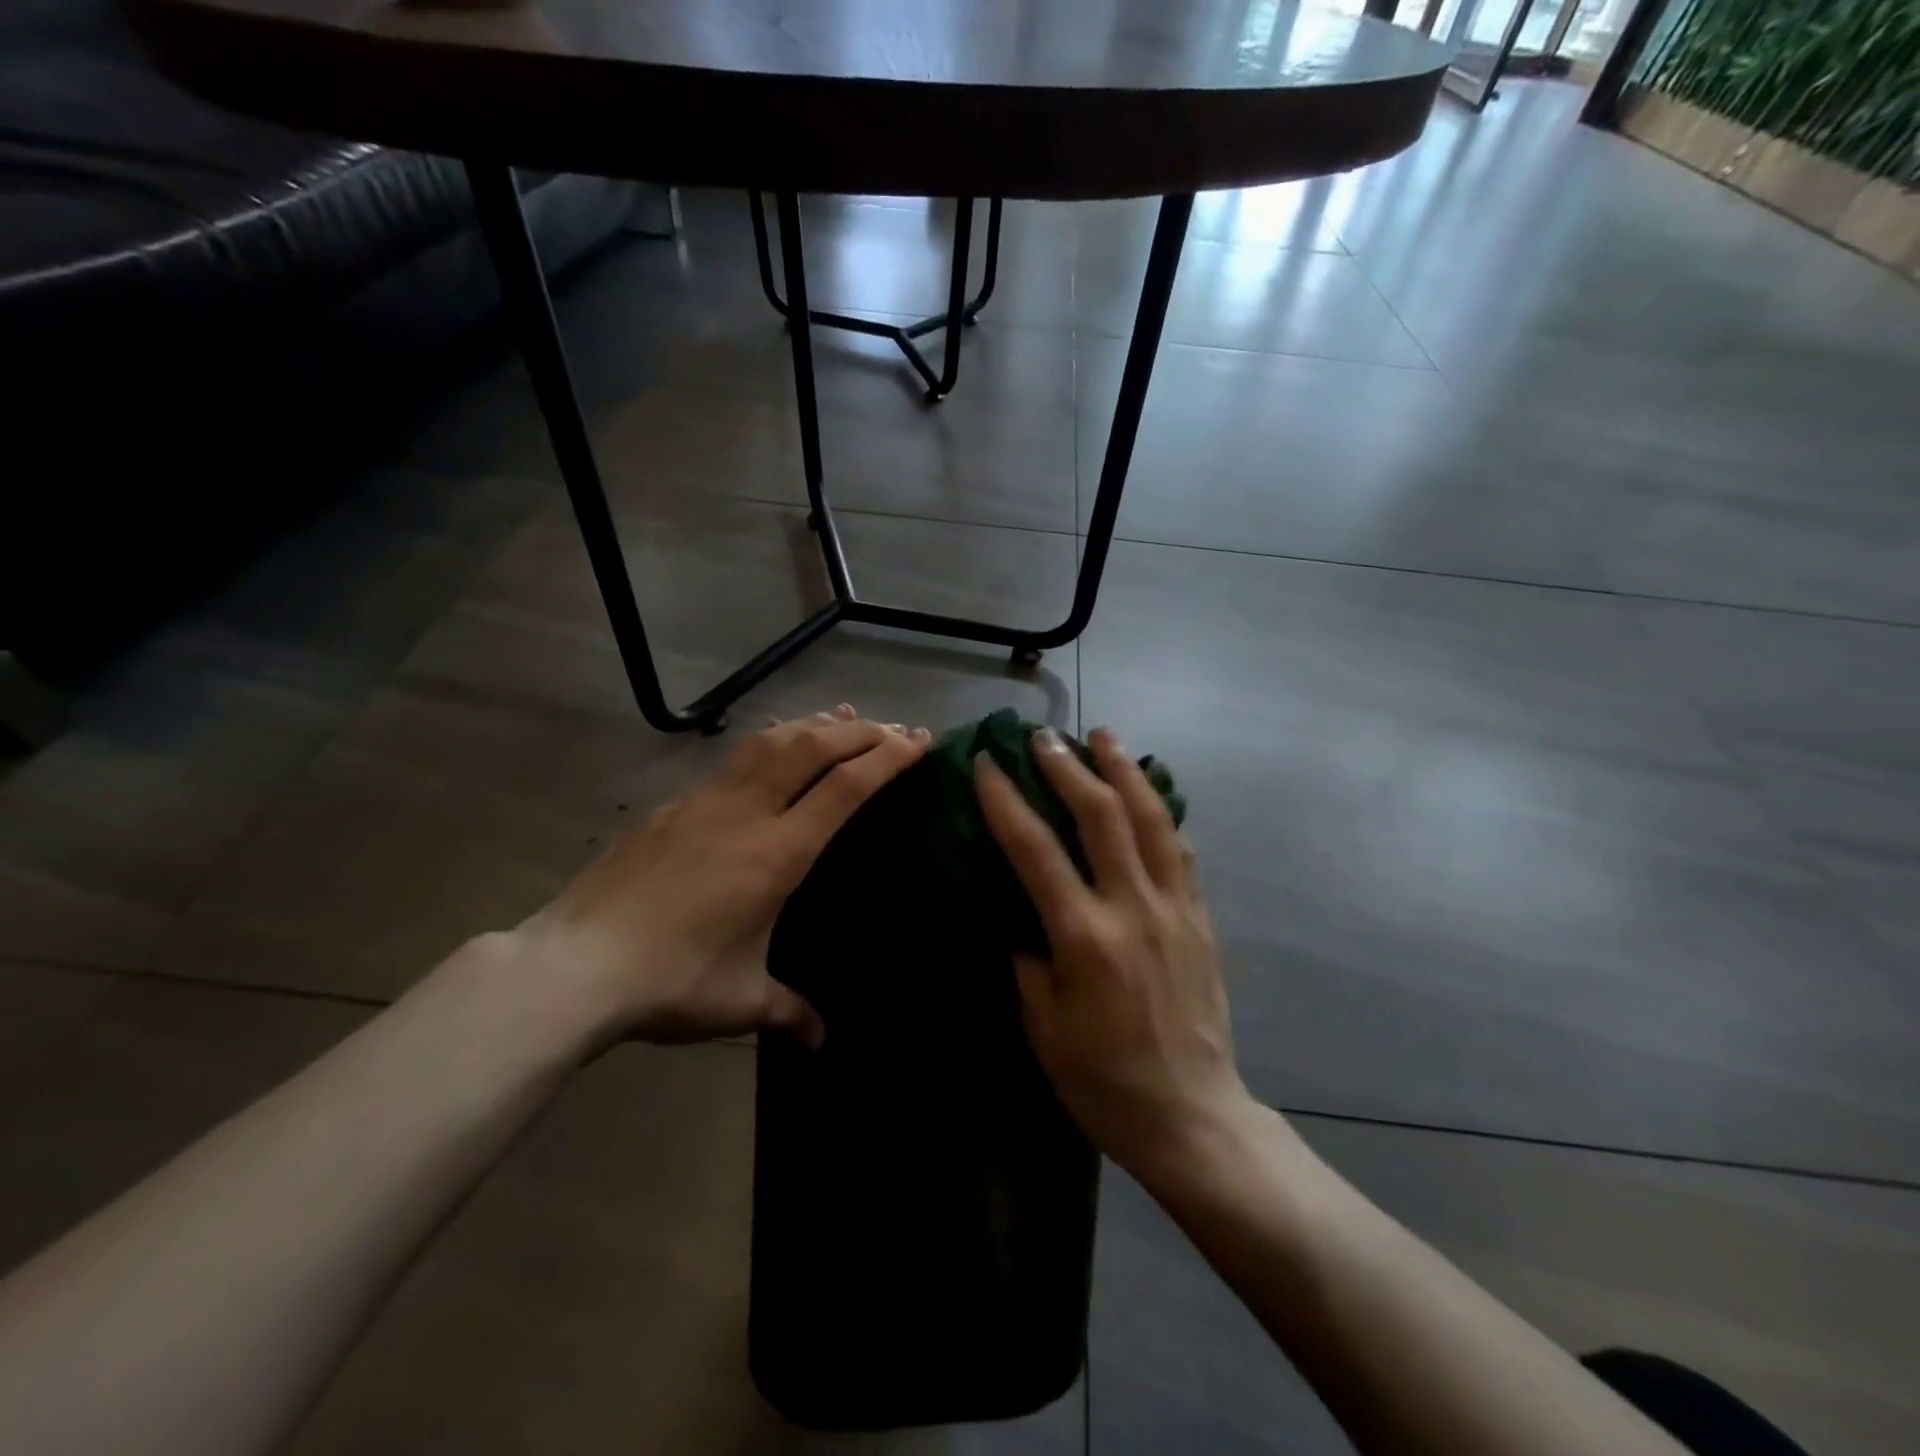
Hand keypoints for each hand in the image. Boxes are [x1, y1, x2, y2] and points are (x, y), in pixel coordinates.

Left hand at [515, 706, 929, 1047]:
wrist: (575, 964)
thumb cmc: (671, 981)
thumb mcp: (741, 1001)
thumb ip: (789, 1011)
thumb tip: (820, 1040)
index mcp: (776, 853)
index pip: (845, 788)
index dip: (887, 759)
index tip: (918, 743)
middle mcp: (746, 812)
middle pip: (813, 747)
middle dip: (861, 732)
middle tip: (895, 729)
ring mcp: (706, 801)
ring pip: (770, 740)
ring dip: (814, 724)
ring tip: (843, 716)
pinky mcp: (674, 805)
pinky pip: (735, 757)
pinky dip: (771, 740)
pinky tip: (774, 746)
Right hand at [975, 727, 1249, 1178]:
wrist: (1193, 1116)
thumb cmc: (1103, 1080)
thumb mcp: (1043, 1027)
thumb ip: (1028, 959)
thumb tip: (1018, 913)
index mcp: (1085, 938)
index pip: (1036, 850)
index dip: (1007, 801)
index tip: (988, 764)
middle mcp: (1134, 908)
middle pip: (1102, 815)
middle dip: (1069, 767)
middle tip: (1044, 736)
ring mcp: (1175, 908)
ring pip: (1152, 819)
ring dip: (1124, 770)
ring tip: (1104, 735)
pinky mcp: (1201, 917)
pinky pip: (1181, 849)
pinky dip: (1161, 810)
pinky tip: (1148, 791)